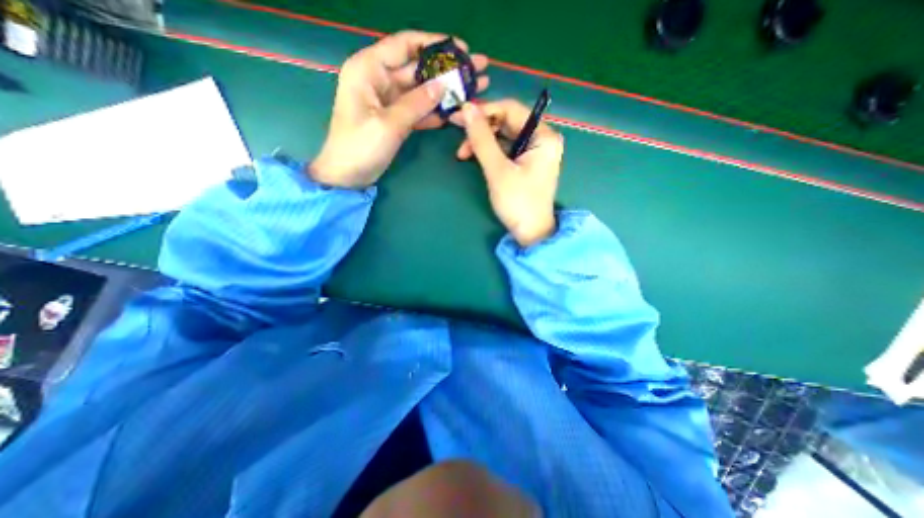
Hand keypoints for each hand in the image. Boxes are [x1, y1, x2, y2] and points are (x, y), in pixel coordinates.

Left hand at [308, 30, 489, 186]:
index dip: (434, 44)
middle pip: (418, 68)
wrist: (348, 176)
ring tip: (474, 90)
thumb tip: (443, 86)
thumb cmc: (360, 148)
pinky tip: (455, 112)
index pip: (405, 45)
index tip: (462, 48)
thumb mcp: (388, 124)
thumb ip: (416, 104)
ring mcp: (388, 101)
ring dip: (445, 91)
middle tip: (476, 70)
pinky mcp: (395, 118)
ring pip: (421, 90)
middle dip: (447, 69)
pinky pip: (418, 109)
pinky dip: (435, 111)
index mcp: (369, 69)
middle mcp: (379, 79)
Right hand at [455, 101, 563, 248]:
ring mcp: (535, 151)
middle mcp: (542, 138)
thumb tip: (466, 109)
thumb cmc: (517, 202)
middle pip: (507, 122)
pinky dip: (489, 152)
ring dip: (482, 142)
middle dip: (481, 129)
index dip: (484, 110)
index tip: (459, 116)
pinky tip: (475, 157)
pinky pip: (506, 149)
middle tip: (458, 136)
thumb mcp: (497, 170)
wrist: (530, 233)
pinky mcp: (526, 163)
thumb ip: (482, 139)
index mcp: (544, 135)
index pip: (511, 109)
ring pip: (504, 136)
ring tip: (463, 154)